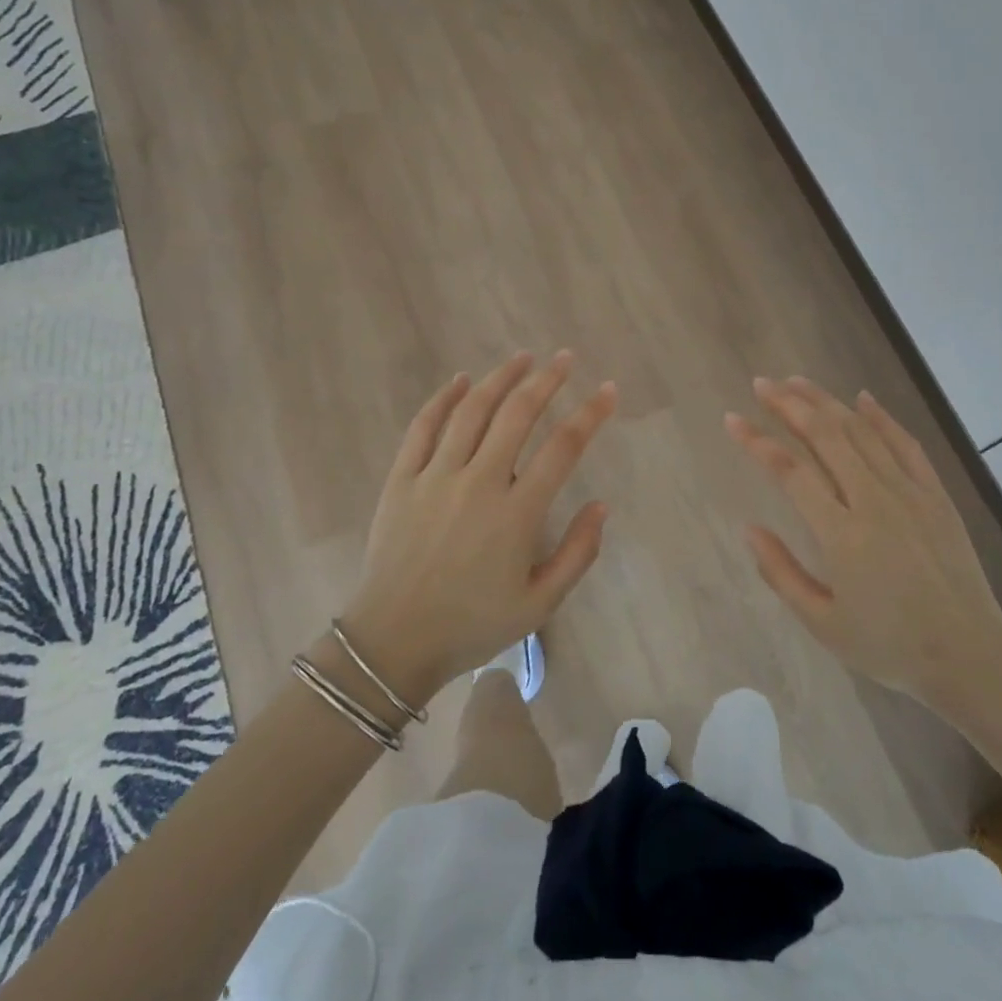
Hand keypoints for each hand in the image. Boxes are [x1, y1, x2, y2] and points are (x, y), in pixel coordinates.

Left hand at [340, 351, 617, 699]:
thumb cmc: (472, 625)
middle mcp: (478, 483)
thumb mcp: (539, 605)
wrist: (393, 642)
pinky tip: (461, 379)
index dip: (591, 414)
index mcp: (517, 514)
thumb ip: (578, 554)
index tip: (608, 390)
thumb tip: (601, 505)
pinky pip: (423, 427)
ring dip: (500, 379)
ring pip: (472, 411)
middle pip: (517, 415)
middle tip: (564, 359)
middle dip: (546, 380)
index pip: (563, 448)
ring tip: (522, 358)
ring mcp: (436, 477)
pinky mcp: (402, 479)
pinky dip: (443, 398)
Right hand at [725, 376, 1001, 710]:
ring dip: (826, 402)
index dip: (757, 442)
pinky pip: (906, 444)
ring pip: (862, 432)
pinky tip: (862, 398)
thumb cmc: (889, 646)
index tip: (732, 419)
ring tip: (797, 382)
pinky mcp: (935, 495)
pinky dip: (882, 417)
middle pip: (825, 436)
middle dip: (789, 405)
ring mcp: (909, 493)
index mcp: (842, 535)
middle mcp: (874, 501)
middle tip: (762, 384)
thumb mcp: (823, 623)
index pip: (790, 472)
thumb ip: (781, 573)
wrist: (969, 655)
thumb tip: (750, 529)